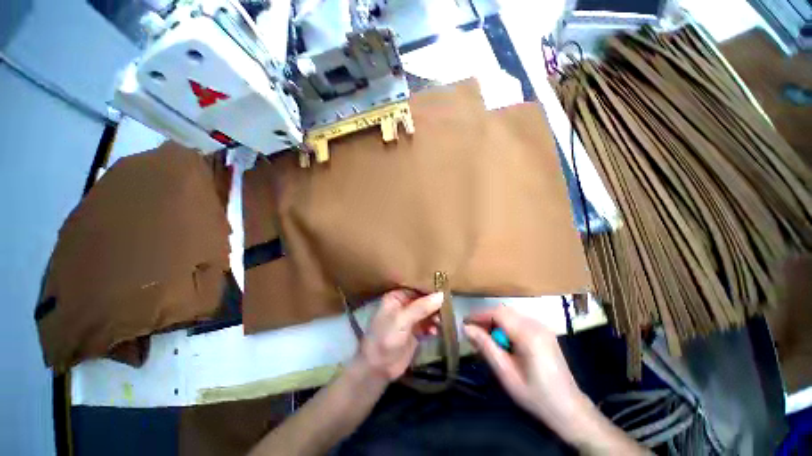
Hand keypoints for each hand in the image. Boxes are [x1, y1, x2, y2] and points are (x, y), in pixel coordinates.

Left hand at [357, 289, 443, 380]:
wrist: (378, 368)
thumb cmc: (386, 338)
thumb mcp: (402, 320)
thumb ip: (421, 307)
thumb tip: (441, 295)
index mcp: (397, 296)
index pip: (416, 287)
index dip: (430, 288)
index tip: (445, 288)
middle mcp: (404, 304)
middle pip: (424, 299)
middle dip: (435, 304)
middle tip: (446, 308)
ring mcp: (410, 318)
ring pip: (428, 312)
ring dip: (435, 316)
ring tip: (441, 322)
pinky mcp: (416, 331)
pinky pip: (428, 324)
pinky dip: (433, 326)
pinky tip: (436, 332)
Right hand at [464, 306, 589, 426]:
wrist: (568, 409)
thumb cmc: (534, 395)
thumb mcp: (506, 373)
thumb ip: (485, 347)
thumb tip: (466, 328)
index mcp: (528, 334)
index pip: (497, 313)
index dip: (479, 315)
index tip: (465, 323)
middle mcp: (536, 325)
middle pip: (504, 311)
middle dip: (486, 318)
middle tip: (473, 333)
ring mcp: (542, 327)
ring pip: (511, 315)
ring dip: (495, 322)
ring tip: (485, 338)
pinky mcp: (544, 332)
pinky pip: (519, 321)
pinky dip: (506, 326)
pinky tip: (503, 342)